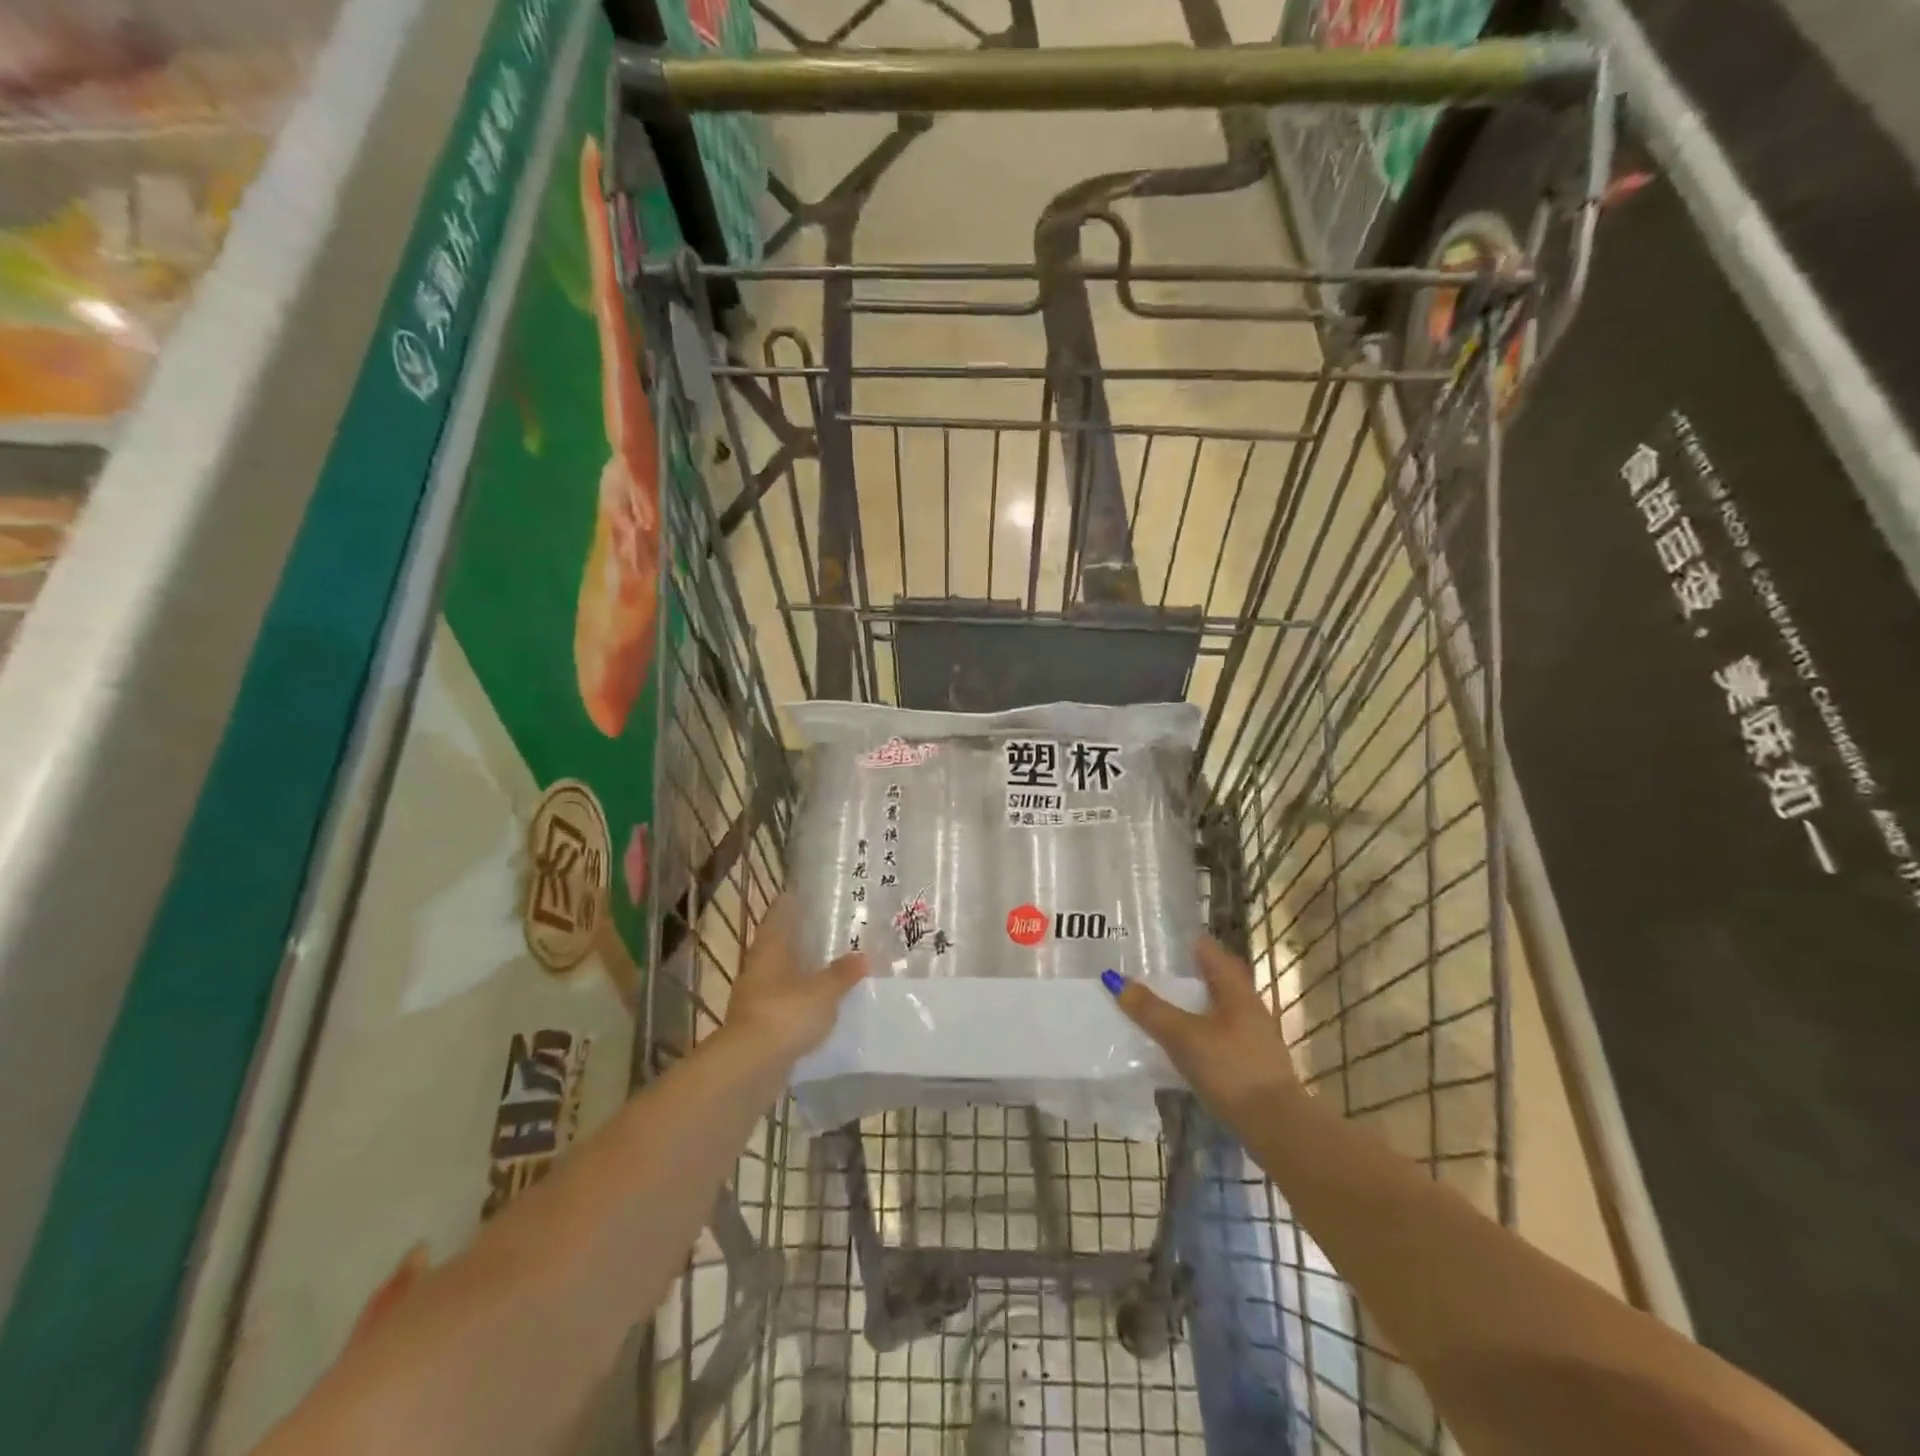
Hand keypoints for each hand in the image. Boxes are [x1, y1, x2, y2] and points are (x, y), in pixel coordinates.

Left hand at [721, 897, 867, 1063]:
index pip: (779, 913)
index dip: (792, 902)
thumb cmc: (786, 1014)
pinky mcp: (758, 1024)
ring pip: (780, 974)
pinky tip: (817, 1004)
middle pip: (779, 944)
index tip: (810, 893)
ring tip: (828, 966)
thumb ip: (843, 973)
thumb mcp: (824, 991)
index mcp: (771, 947)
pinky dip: (798, 999)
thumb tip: (862, 956)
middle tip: (829, 930)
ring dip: (800, 970)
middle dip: (800, 938)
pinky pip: (782, 1002)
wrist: (750, 1066)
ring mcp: (754, 996)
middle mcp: (758, 966)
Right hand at [1110, 937, 1300, 1120]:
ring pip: (1214, 1007)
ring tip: (1156, 1003)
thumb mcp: (1183, 1037)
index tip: (1154, 938)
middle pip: (1212, 979)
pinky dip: (1196, 1030)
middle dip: (1183, 973)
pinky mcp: (1250, 1062)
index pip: (1208, 950)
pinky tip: (1178, 1042)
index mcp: (1236, 989)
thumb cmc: (1231, 1069)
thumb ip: (1151, 1010)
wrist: (1276, 1127)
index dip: (1182, 941)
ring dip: (1189, 1003)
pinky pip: (1217, 1034)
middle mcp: (1247, 1005)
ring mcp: (1252, 1035)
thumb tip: (1116, 980)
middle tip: (1148, 970)